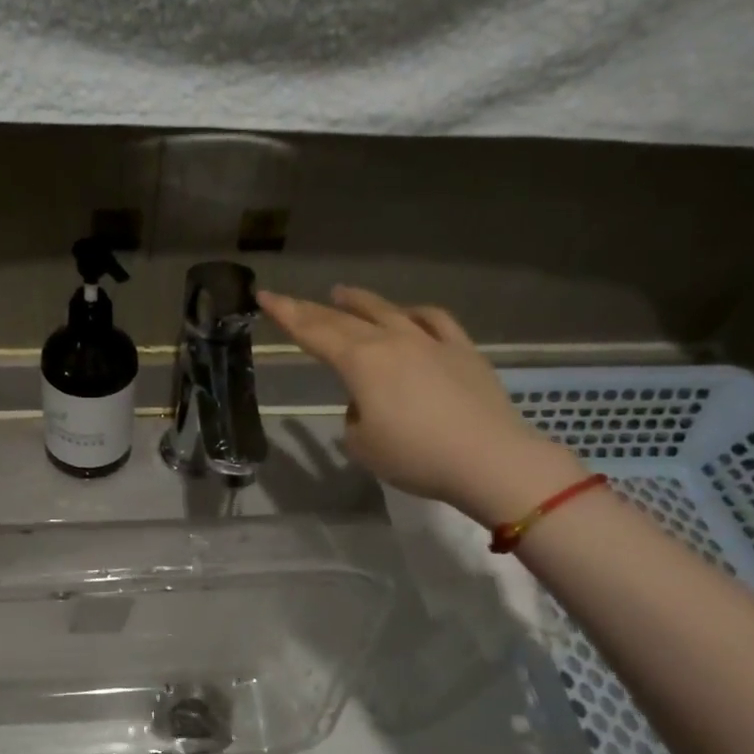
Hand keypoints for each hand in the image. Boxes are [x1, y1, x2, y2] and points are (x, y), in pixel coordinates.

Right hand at [257, 285, 581, 523]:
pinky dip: (413, 314)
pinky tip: (408, 314)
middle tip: (290, 300)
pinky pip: (434, 320)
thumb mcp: (363, 445)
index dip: (286, 315)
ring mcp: (430, 341)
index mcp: (360, 362)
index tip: (264, 296)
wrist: (489, 460)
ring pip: (387, 311)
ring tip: (341, 293)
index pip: (313, 332)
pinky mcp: (462, 351)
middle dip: (312, 309)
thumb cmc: (416, 456)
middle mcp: (392, 340)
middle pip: (344, 319)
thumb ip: (354, 417)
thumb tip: (366, 403)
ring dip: (360, 302)